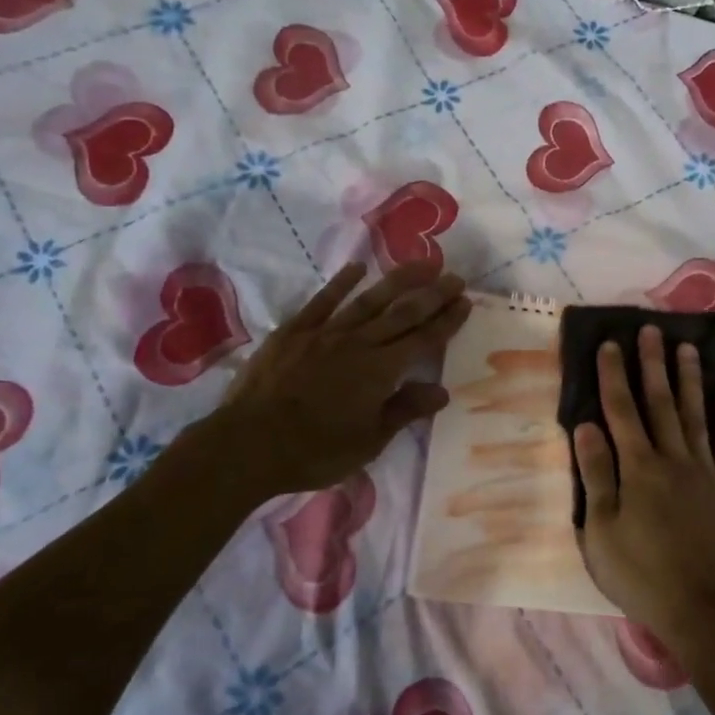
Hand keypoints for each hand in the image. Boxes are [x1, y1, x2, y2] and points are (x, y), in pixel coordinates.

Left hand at [173, 261, 471, 502]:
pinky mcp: (294, 331)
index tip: (465, 301)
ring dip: (398, 280)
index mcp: (381, 370)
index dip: (446, 320)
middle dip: (432, 294)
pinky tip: (357, 268)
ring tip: (420, 263)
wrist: (249, 445)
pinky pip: (323, 301)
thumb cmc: (315, 451)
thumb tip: (442, 391)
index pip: (423, 339)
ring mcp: (325, 333)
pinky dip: (341, 283)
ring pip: (369, 300)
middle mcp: (359, 343)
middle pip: (403, 313)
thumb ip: (404, 411)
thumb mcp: (368, 441)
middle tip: (454, 276)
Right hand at [573, 325, 714, 651]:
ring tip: (687, 348)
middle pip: (660, 402)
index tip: (610, 343)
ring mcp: (704, 472)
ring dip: (689, 380)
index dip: (614, 375)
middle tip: (651, 329)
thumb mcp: (601, 531)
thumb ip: (595, 475)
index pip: (621, 410)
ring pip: (695, 415)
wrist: (703, 610)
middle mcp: (672, 459)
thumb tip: (586, 426)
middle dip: (652, 364)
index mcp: (638, 468)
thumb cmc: (641, 574)